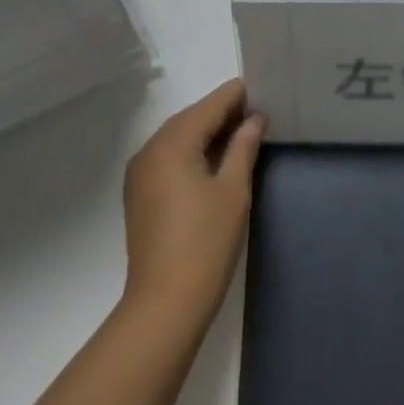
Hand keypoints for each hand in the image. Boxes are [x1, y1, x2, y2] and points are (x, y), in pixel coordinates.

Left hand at [120, 78, 265, 327]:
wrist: (163, 308)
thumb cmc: (205, 245)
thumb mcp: (233, 191)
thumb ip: (244, 146)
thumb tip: (255, 118)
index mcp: (172, 141)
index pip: (211, 104)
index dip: (238, 97)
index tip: (264, 96)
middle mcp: (150, 148)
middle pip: (193, 117)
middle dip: (224, 115)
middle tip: (258, 119)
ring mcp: (140, 172)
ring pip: (180, 137)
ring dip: (208, 135)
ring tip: (241, 140)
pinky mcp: (139, 194)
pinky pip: (169, 158)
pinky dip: (191, 154)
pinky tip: (214, 165)